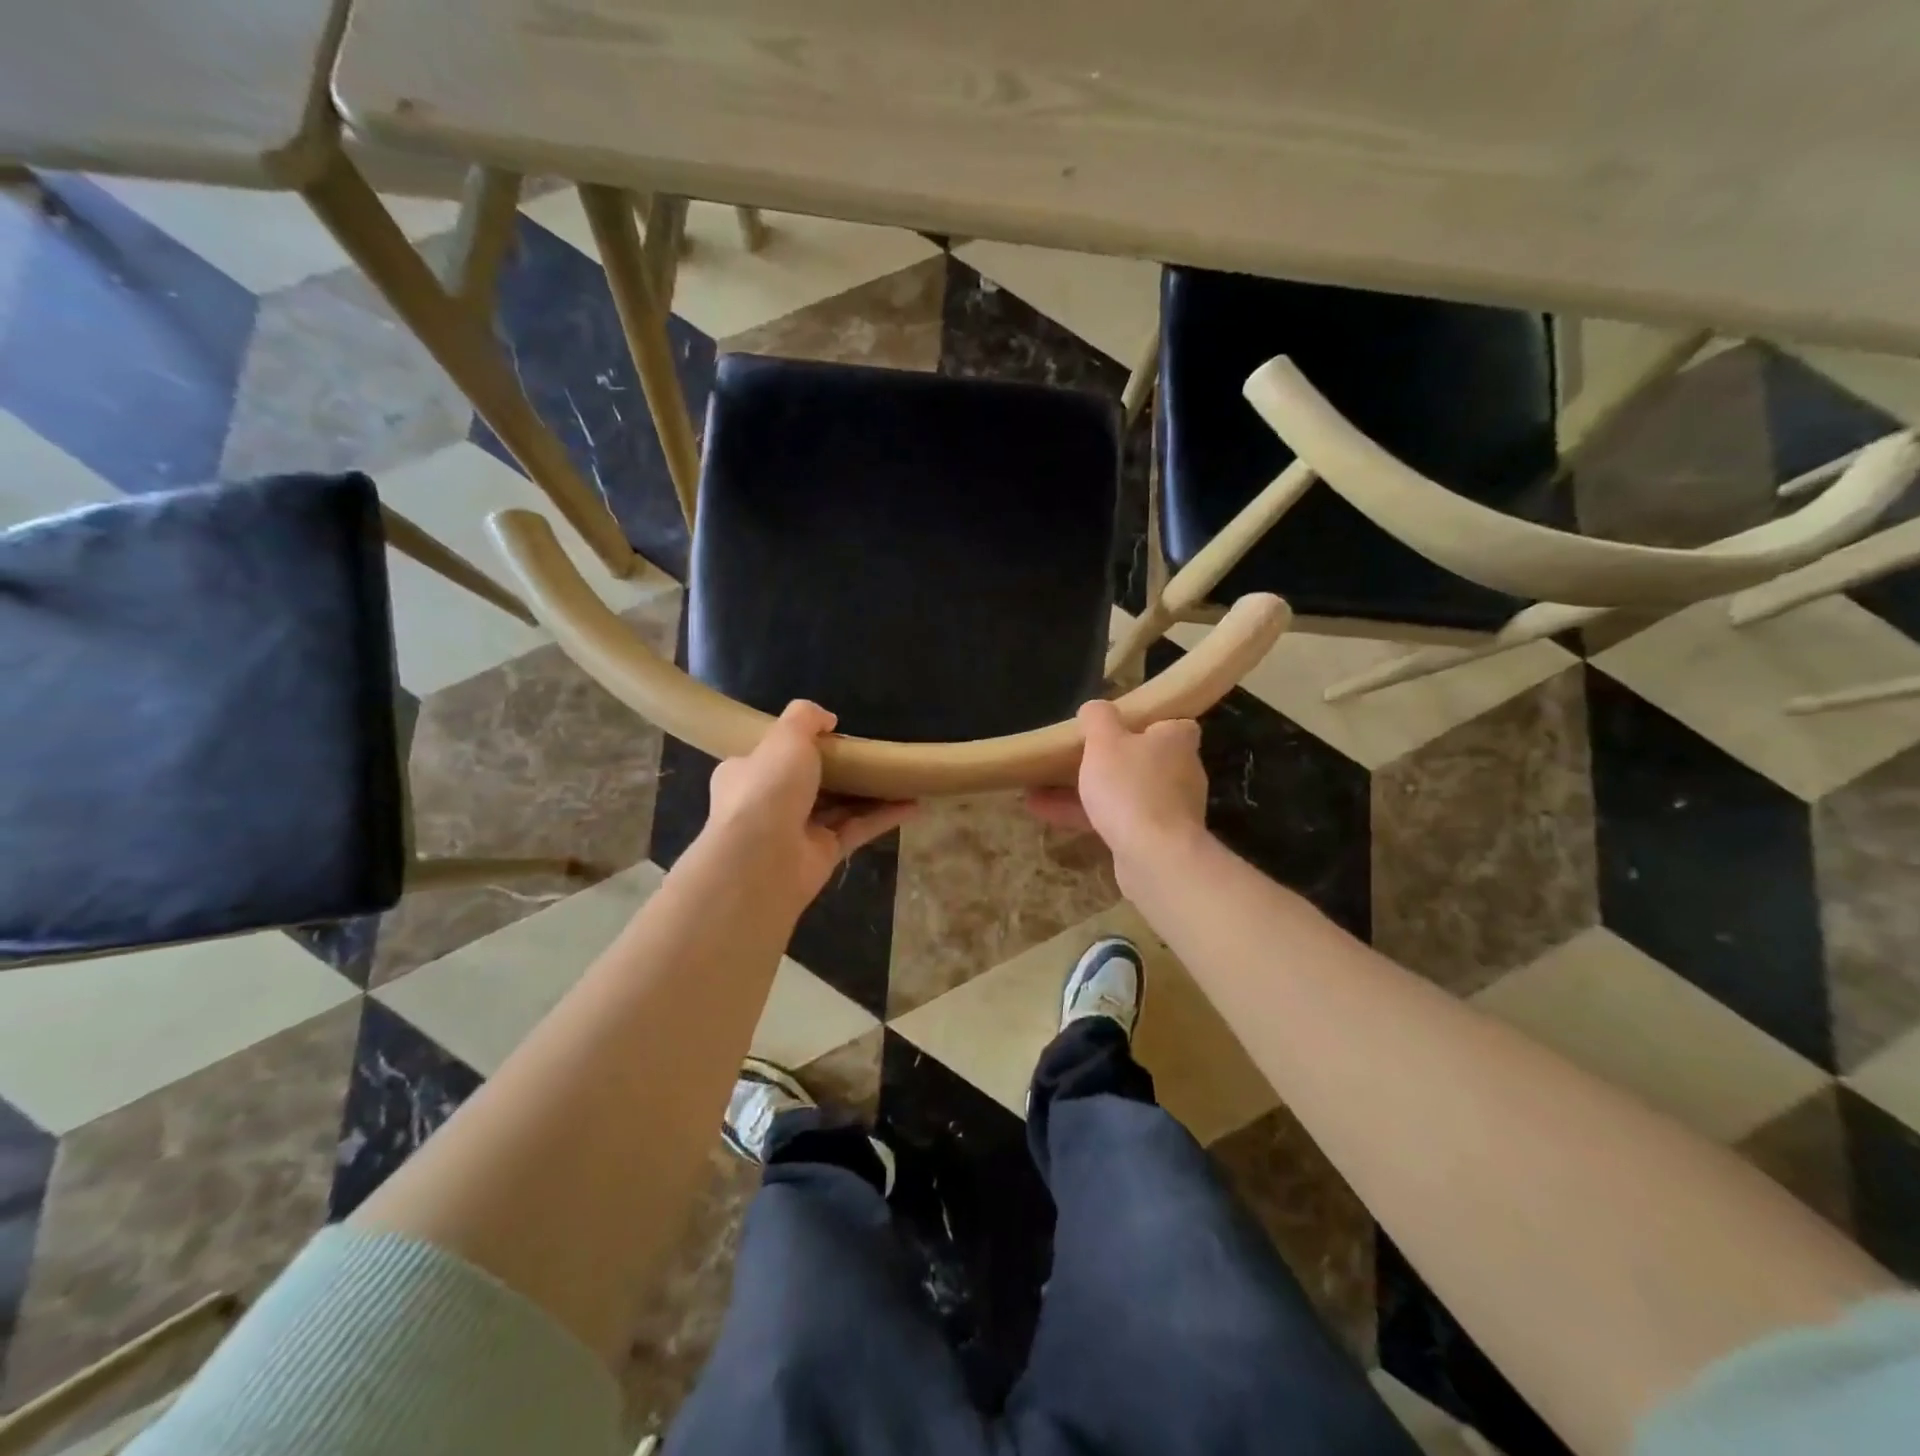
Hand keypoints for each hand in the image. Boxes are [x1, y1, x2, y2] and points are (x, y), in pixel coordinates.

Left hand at [704, 700, 916, 907]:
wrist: (762, 858)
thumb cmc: (768, 787)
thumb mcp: (786, 736)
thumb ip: (806, 717)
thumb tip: (828, 719)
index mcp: (748, 772)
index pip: (773, 755)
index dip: (800, 745)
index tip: (833, 735)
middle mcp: (769, 802)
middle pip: (810, 781)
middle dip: (841, 770)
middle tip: (873, 754)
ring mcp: (797, 831)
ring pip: (838, 807)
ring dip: (869, 793)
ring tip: (902, 777)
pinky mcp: (823, 854)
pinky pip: (857, 830)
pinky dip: (884, 817)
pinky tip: (913, 805)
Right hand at [1027, 700, 1208, 878]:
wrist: (1155, 856)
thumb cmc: (1130, 787)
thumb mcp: (1104, 741)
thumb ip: (1098, 718)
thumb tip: (1095, 707)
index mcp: (1176, 741)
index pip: (1174, 724)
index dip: (1148, 723)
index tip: (1119, 726)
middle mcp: (1181, 773)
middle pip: (1145, 760)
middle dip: (1111, 760)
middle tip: (1075, 757)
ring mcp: (1169, 809)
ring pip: (1125, 793)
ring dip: (1087, 791)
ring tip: (1040, 789)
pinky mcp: (1156, 839)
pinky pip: (1116, 820)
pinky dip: (1086, 816)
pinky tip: (1046, 814)